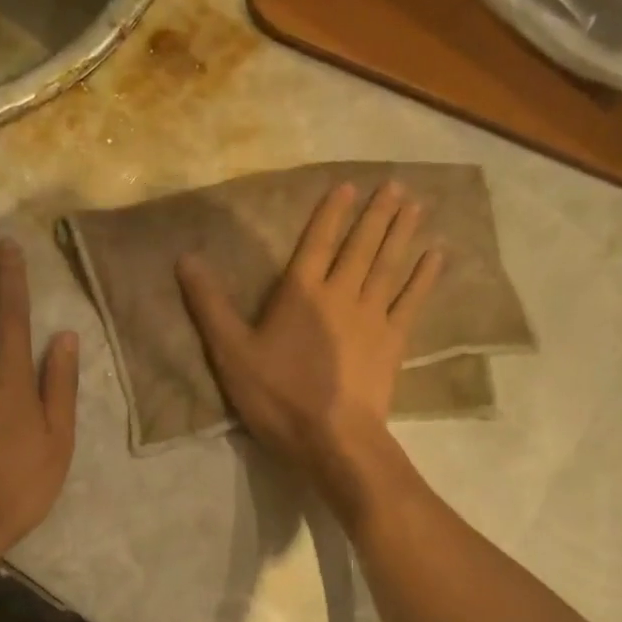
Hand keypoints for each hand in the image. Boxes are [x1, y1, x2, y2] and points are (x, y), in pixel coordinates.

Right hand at [176, 181, 441, 504]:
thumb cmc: (278, 395)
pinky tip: (436, 256)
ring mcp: (373, 316)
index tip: (348, 186)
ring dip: (403, 233)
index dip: (331, 213)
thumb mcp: (231, 352)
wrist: (332, 437)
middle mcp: (341, 293)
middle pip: (362, 246)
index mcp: (302, 293)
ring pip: (389, 265)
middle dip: (377, 213)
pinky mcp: (394, 341)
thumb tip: (185, 259)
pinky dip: (424, 277)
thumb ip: (209, 305)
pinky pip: (412, 300)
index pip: (317, 242)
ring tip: (417, 204)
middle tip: (396, 184)